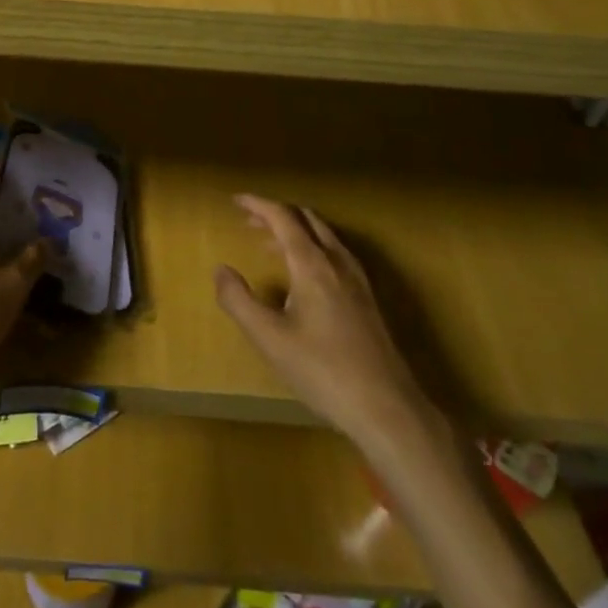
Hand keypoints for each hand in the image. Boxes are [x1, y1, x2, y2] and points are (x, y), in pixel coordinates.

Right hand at [215, 195, 441, 458]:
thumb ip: (238, 300)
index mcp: (312, 264)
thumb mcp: (269, 338)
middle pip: (306, 219)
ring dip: (295, 230)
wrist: (387, 407)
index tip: (235, 200)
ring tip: (268, 243)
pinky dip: (311, 247)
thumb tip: (221, 270)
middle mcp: (337, 262)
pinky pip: (335, 254)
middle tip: (248, 220)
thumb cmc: (322, 370)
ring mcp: (357, 279)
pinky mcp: (367, 298)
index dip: (258, 205)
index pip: (283, 217)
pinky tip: (303, 275)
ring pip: (323, 236)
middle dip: (276, 214)